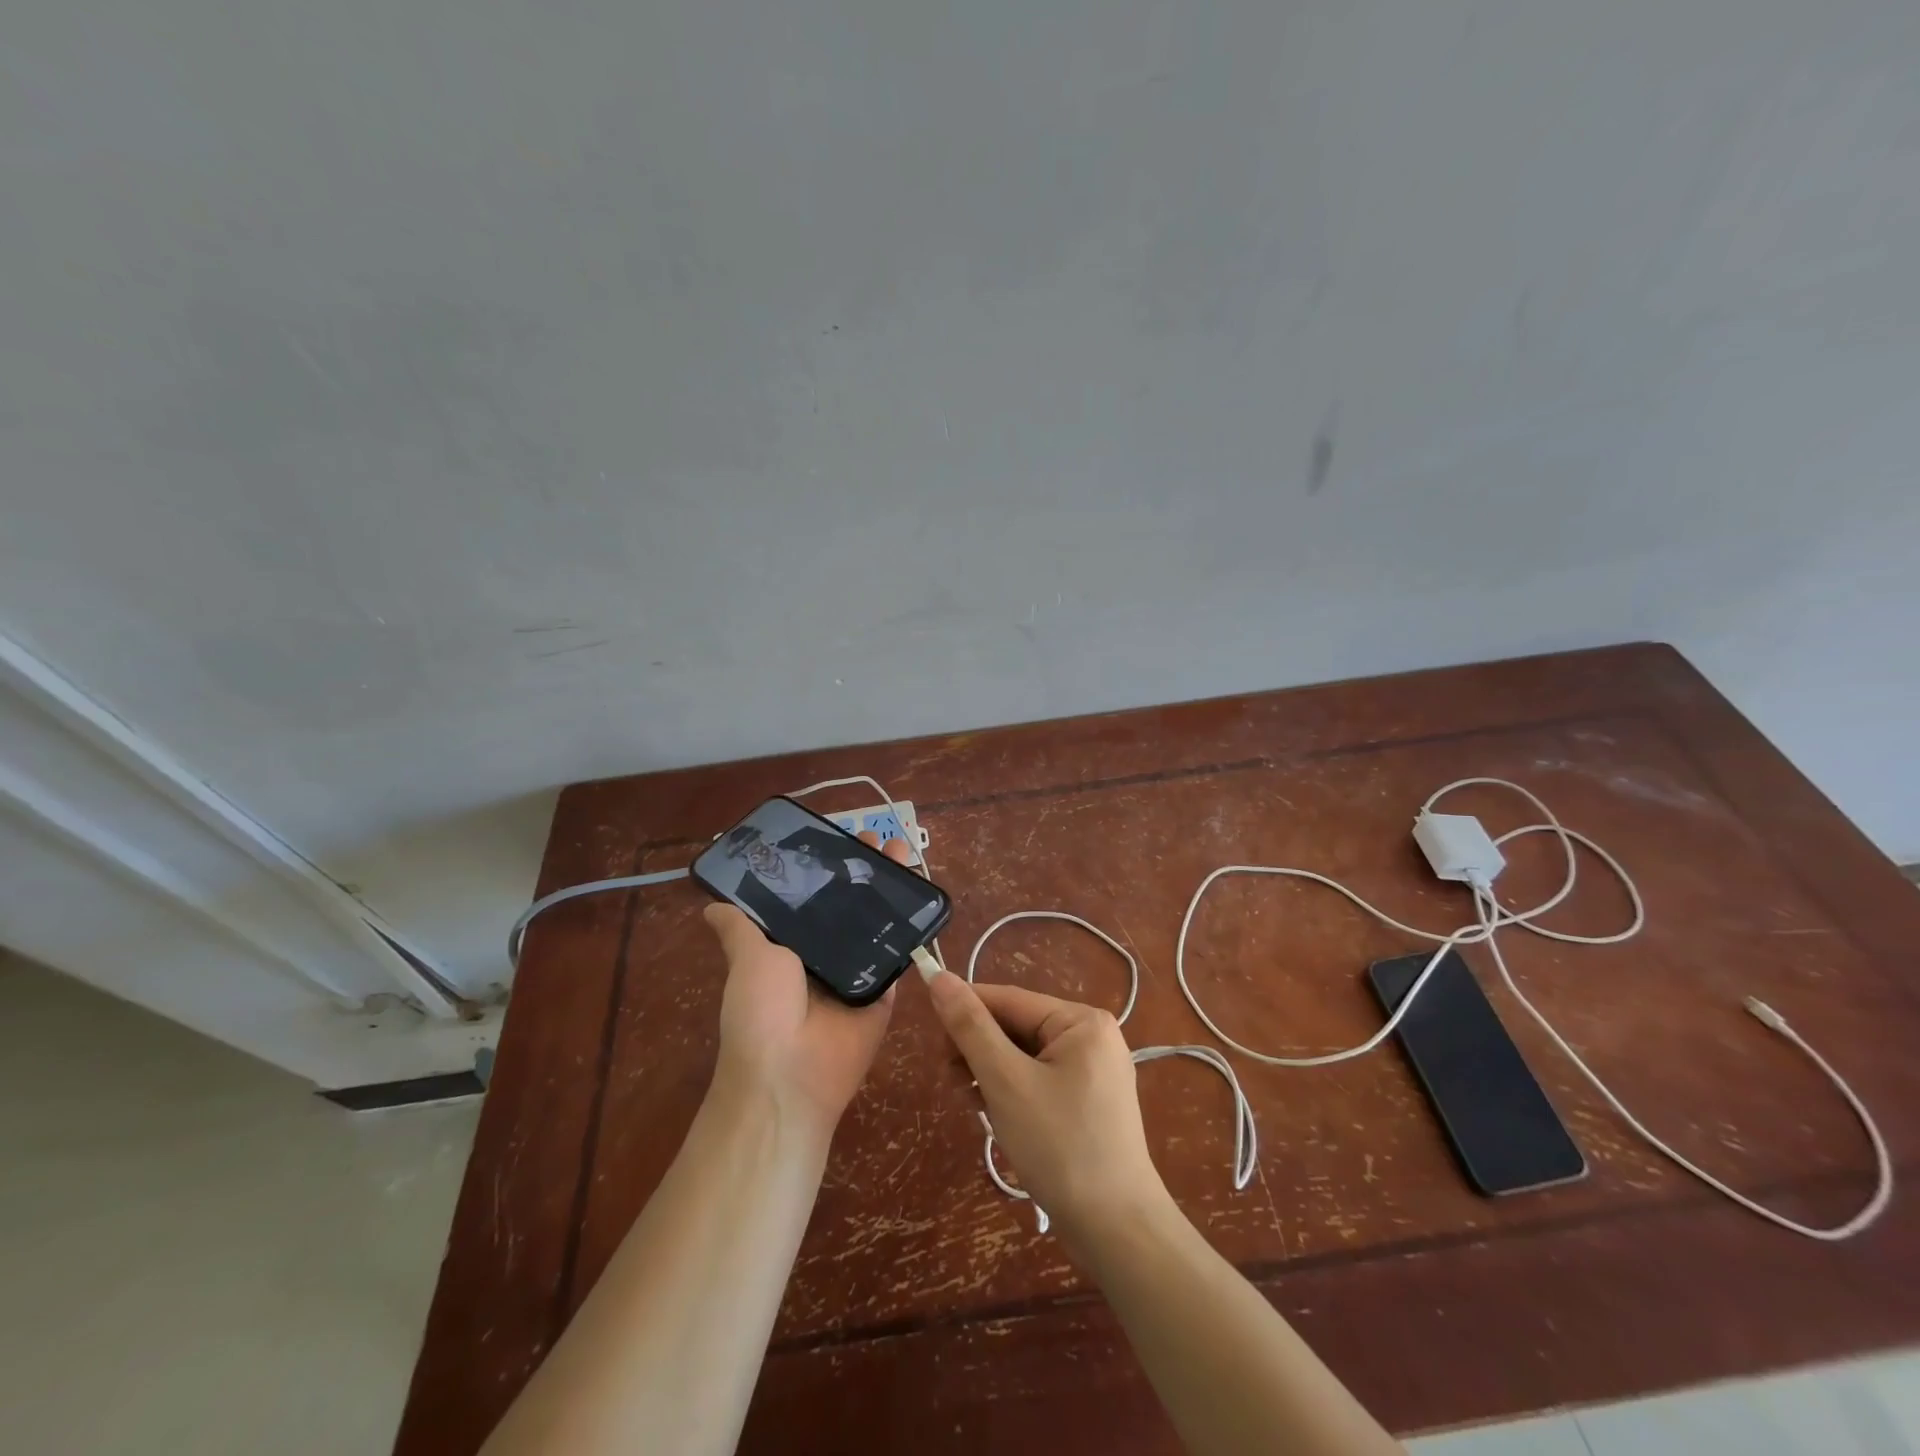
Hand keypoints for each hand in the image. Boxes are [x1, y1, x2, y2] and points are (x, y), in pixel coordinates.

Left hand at [703, 831, 910, 1138]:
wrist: (791, 1074)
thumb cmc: (762, 1011)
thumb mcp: (747, 960)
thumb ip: (740, 929)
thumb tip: (711, 905)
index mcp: (791, 944)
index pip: (812, 894)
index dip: (826, 865)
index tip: (840, 835)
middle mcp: (825, 951)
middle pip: (850, 901)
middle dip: (864, 868)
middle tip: (879, 837)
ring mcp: (858, 968)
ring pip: (878, 919)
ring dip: (891, 886)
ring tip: (903, 850)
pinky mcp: (885, 987)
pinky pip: (899, 951)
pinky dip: (911, 923)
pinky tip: (922, 890)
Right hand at [923, 971, 1167, 1245]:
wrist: (1117, 1232)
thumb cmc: (1060, 1147)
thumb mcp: (1006, 1082)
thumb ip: (970, 1027)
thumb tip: (939, 976)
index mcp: (1081, 1021)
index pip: (1008, 1000)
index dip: (965, 1010)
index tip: (930, 1035)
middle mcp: (1091, 1036)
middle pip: (1016, 1028)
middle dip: (979, 1052)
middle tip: (951, 1082)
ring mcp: (1093, 1071)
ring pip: (1023, 1057)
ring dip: (991, 1075)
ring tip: (972, 1105)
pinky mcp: (1088, 1102)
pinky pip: (1039, 1080)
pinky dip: (1012, 1093)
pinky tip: (995, 1116)